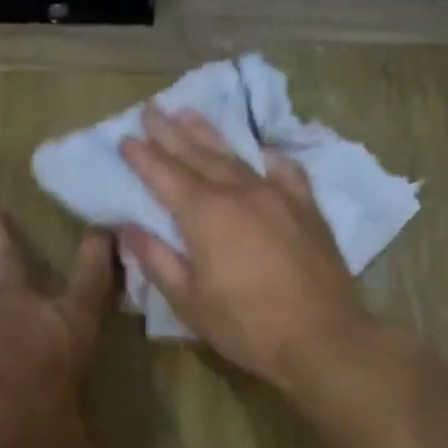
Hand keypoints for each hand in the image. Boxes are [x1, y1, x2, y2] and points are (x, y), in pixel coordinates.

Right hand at [119, 105, 369, 386]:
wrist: (321, 337)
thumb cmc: (246, 326)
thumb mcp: (189, 302)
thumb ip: (158, 261)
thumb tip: (128, 230)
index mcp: (205, 214)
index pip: (165, 175)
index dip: (143, 157)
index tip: (125, 138)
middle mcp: (241, 192)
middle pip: (199, 155)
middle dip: (172, 133)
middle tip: (152, 110)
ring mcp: (278, 196)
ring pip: (238, 155)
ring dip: (211, 134)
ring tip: (191, 113)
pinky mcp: (307, 208)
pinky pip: (285, 170)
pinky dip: (266, 157)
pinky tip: (261, 151)